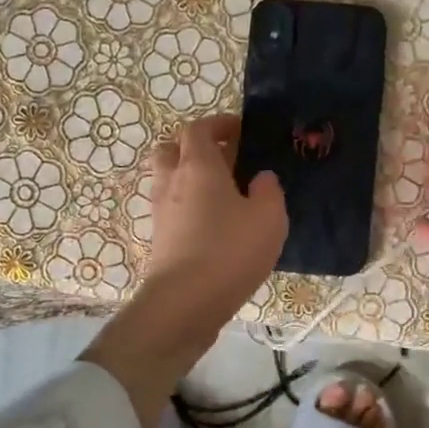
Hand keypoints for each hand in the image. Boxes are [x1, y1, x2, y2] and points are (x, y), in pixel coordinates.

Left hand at [82, 115, 287, 427]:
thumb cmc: (229, 251)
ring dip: (190, 177)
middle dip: (195, 147)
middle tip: (225, 159)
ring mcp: (161, 212)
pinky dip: (189, 205)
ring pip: (168, 179)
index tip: (240, 130)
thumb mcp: (268, 217)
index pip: (198, 129)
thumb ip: (268, 190)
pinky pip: (172, 208)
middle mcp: (172, 182)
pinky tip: (215, 224)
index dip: (218, 124)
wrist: (184, 303)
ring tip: (223, 193)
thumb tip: (261, 178)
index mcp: (198, 166)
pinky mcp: (160, 239)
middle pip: (172, 149)